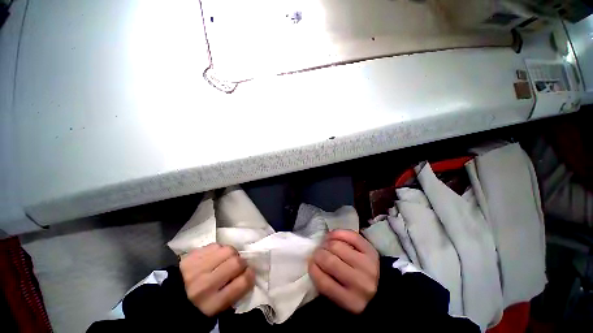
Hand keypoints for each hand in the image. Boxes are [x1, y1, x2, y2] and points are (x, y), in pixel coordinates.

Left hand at [180, 243, 254, 316]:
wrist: (163, 302)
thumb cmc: (193, 310)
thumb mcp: (214, 313)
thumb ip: (233, 296)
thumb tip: (247, 276)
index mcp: (213, 303)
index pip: (242, 283)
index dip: (250, 276)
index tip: (249, 274)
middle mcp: (206, 284)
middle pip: (237, 263)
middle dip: (242, 263)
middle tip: (239, 266)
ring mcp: (197, 268)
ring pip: (228, 250)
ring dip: (232, 253)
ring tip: (228, 259)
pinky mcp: (191, 256)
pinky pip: (215, 245)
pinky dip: (220, 249)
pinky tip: (216, 256)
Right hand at [309, 230, 379, 313]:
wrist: (386, 291)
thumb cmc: (359, 297)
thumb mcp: (343, 302)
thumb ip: (327, 286)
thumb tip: (313, 263)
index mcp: (350, 301)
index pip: (323, 282)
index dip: (312, 269)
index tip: (310, 263)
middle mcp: (359, 282)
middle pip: (329, 261)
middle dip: (318, 254)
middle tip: (317, 252)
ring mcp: (366, 264)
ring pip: (337, 246)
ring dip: (326, 243)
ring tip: (325, 245)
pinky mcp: (370, 250)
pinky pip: (350, 235)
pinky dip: (337, 233)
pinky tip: (332, 236)